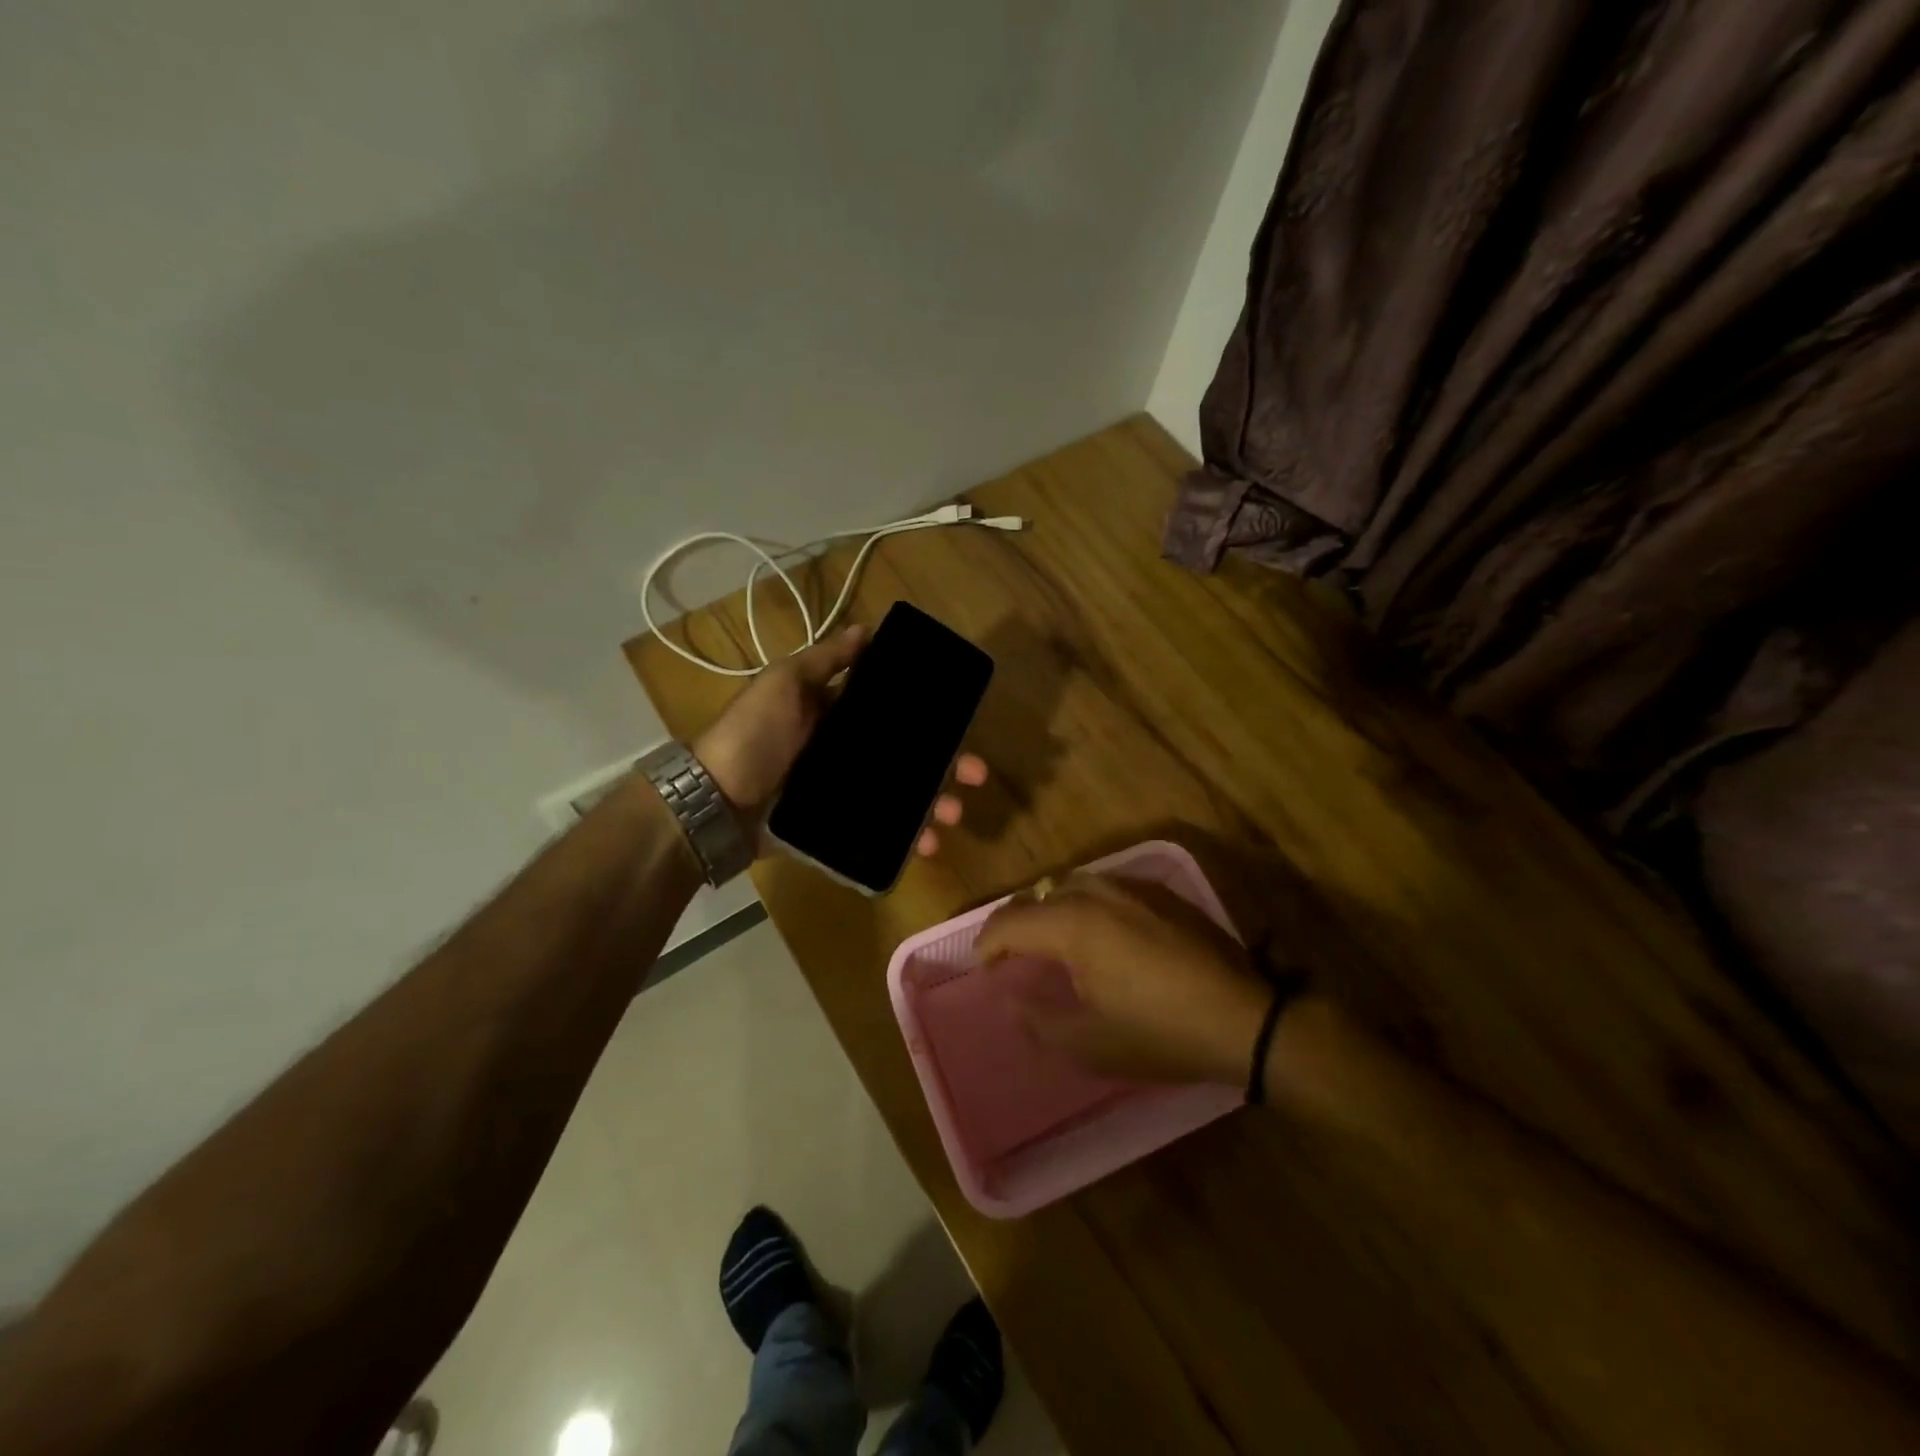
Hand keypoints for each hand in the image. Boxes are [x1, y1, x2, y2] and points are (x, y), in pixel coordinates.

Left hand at [692, 625, 988, 853]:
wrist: (714, 804)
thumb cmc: (753, 736)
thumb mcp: (783, 684)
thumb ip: (824, 660)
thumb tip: (866, 628)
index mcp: (836, 715)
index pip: (893, 712)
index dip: (928, 715)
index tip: (961, 721)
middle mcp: (845, 751)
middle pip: (906, 756)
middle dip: (945, 765)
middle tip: (975, 775)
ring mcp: (843, 791)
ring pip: (900, 796)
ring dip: (933, 804)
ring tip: (952, 817)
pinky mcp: (837, 827)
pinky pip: (880, 831)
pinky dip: (906, 839)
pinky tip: (927, 845)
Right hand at [976, 874, 1273, 1085]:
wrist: (1245, 1020)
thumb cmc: (1162, 1033)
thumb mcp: (1091, 1044)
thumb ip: (1039, 1021)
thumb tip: (1010, 1000)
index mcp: (1074, 925)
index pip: (1012, 922)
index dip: (989, 944)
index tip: (983, 968)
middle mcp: (1099, 894)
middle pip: (1040, 895)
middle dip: (1017, 922)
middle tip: (1010, 954)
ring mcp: (1134, 888)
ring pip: (1073, 884)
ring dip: (1051, 907)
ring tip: (1050, 939)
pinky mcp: (1163, 895)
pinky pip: (1106, 887)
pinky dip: (1085, 903)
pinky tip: (1098, 932)